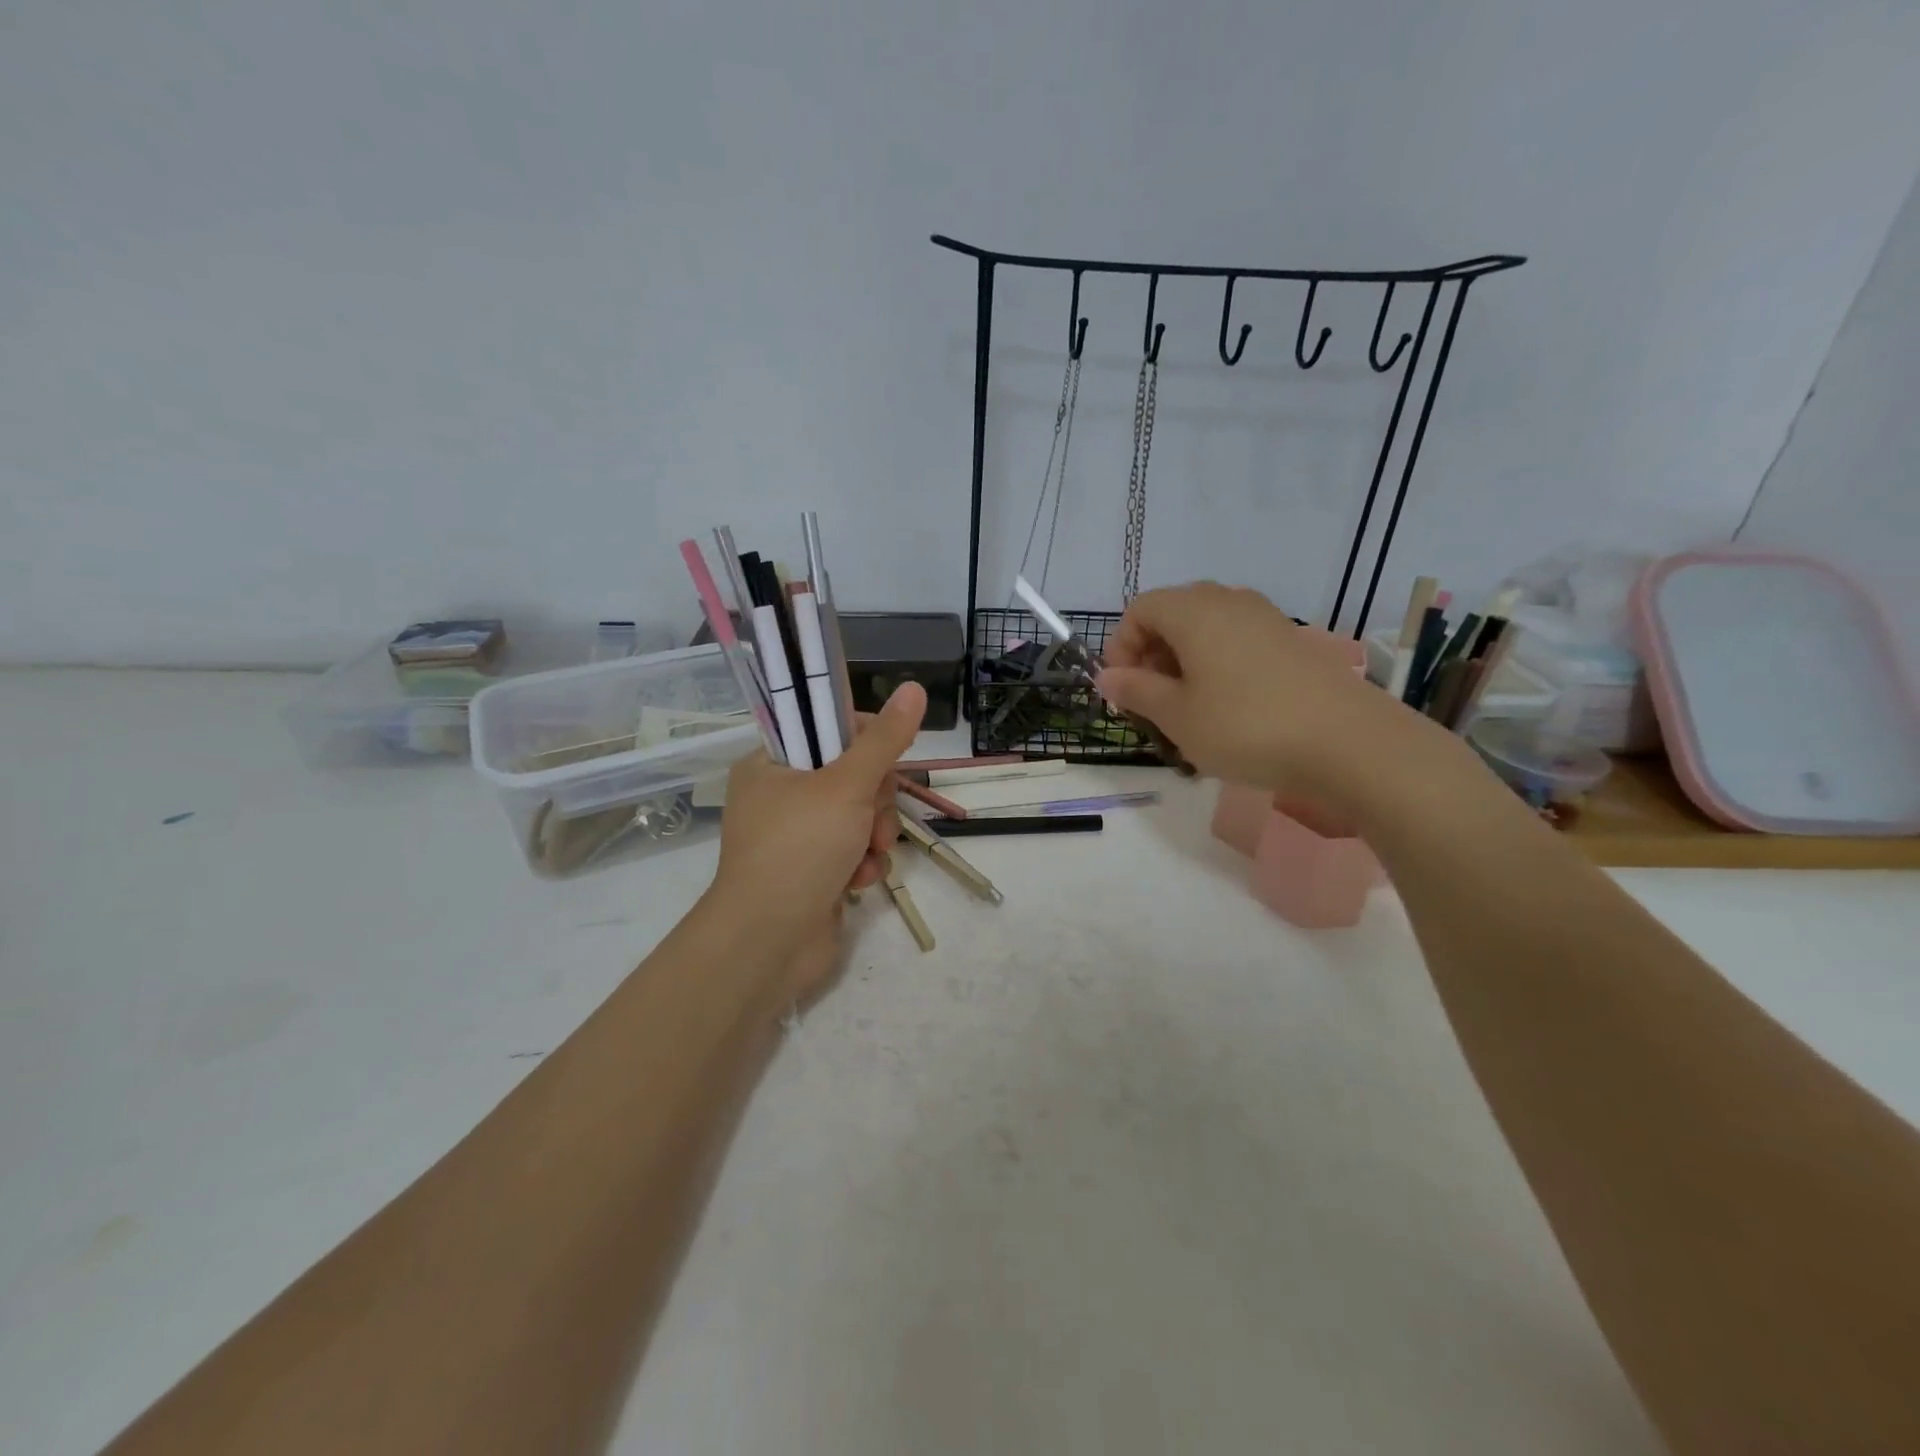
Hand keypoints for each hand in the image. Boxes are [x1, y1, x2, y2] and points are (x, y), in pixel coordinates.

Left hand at [710, 682, 926, 998]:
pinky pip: (853, 850)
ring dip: (874, 836)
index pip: (827, 729)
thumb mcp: (846, 785)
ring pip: (860, 816)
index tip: (886, 759)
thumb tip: (914, 688)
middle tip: (873, 820)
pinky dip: (863, 864)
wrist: (769, 943)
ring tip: (868, 856)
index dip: (865, 741)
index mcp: (771, 764)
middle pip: (853, 775)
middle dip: (875, 802)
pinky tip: (858, 882)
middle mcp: (780, 796)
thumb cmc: (800, 850)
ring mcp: (797, 837)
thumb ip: (884, 739)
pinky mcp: (813, 871)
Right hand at [1096, 581, 1417, 808]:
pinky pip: (1237, 641)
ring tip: (1188, 709)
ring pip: (1206, 629)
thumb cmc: (1245, 726)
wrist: (1348, 742)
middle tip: (1152, 702)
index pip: (1140, 610)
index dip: (1121, 647)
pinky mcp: (1291, 641)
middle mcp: (1229, 602)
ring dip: (1184, 663)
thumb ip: (1136, 690)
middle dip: (1151, 656)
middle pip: (1172, 615)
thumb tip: (1106, 676)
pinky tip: (1228, 708)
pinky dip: (1217, 666)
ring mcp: (1265, 619)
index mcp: (1194, 611)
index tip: (1124, 691)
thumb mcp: (1177, 716)